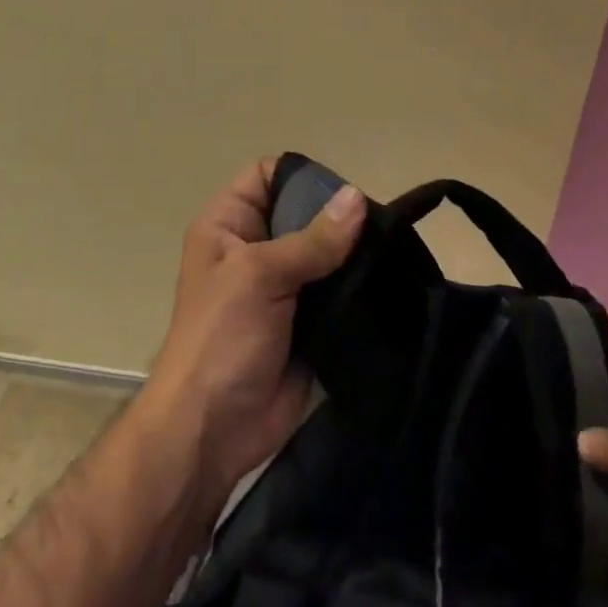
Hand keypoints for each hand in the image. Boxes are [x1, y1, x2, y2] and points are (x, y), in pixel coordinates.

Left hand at [138, 159, 363, 504]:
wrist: (212, 430)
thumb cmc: (221, 338)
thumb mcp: (258, 275)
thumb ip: (311, 239)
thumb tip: (356, 197)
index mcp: (229, 225)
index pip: (268, 175)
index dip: (302, 176)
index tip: (344, 193)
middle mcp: (256, 249)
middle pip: (304, 213)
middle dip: (340, 218)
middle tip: (382, 227)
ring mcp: (282, 288)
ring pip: (326, 254)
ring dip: (355, 256)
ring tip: (395, 254)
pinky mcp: (308, 322)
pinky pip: (338, 293)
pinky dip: (360, 290)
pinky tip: (391, 285)